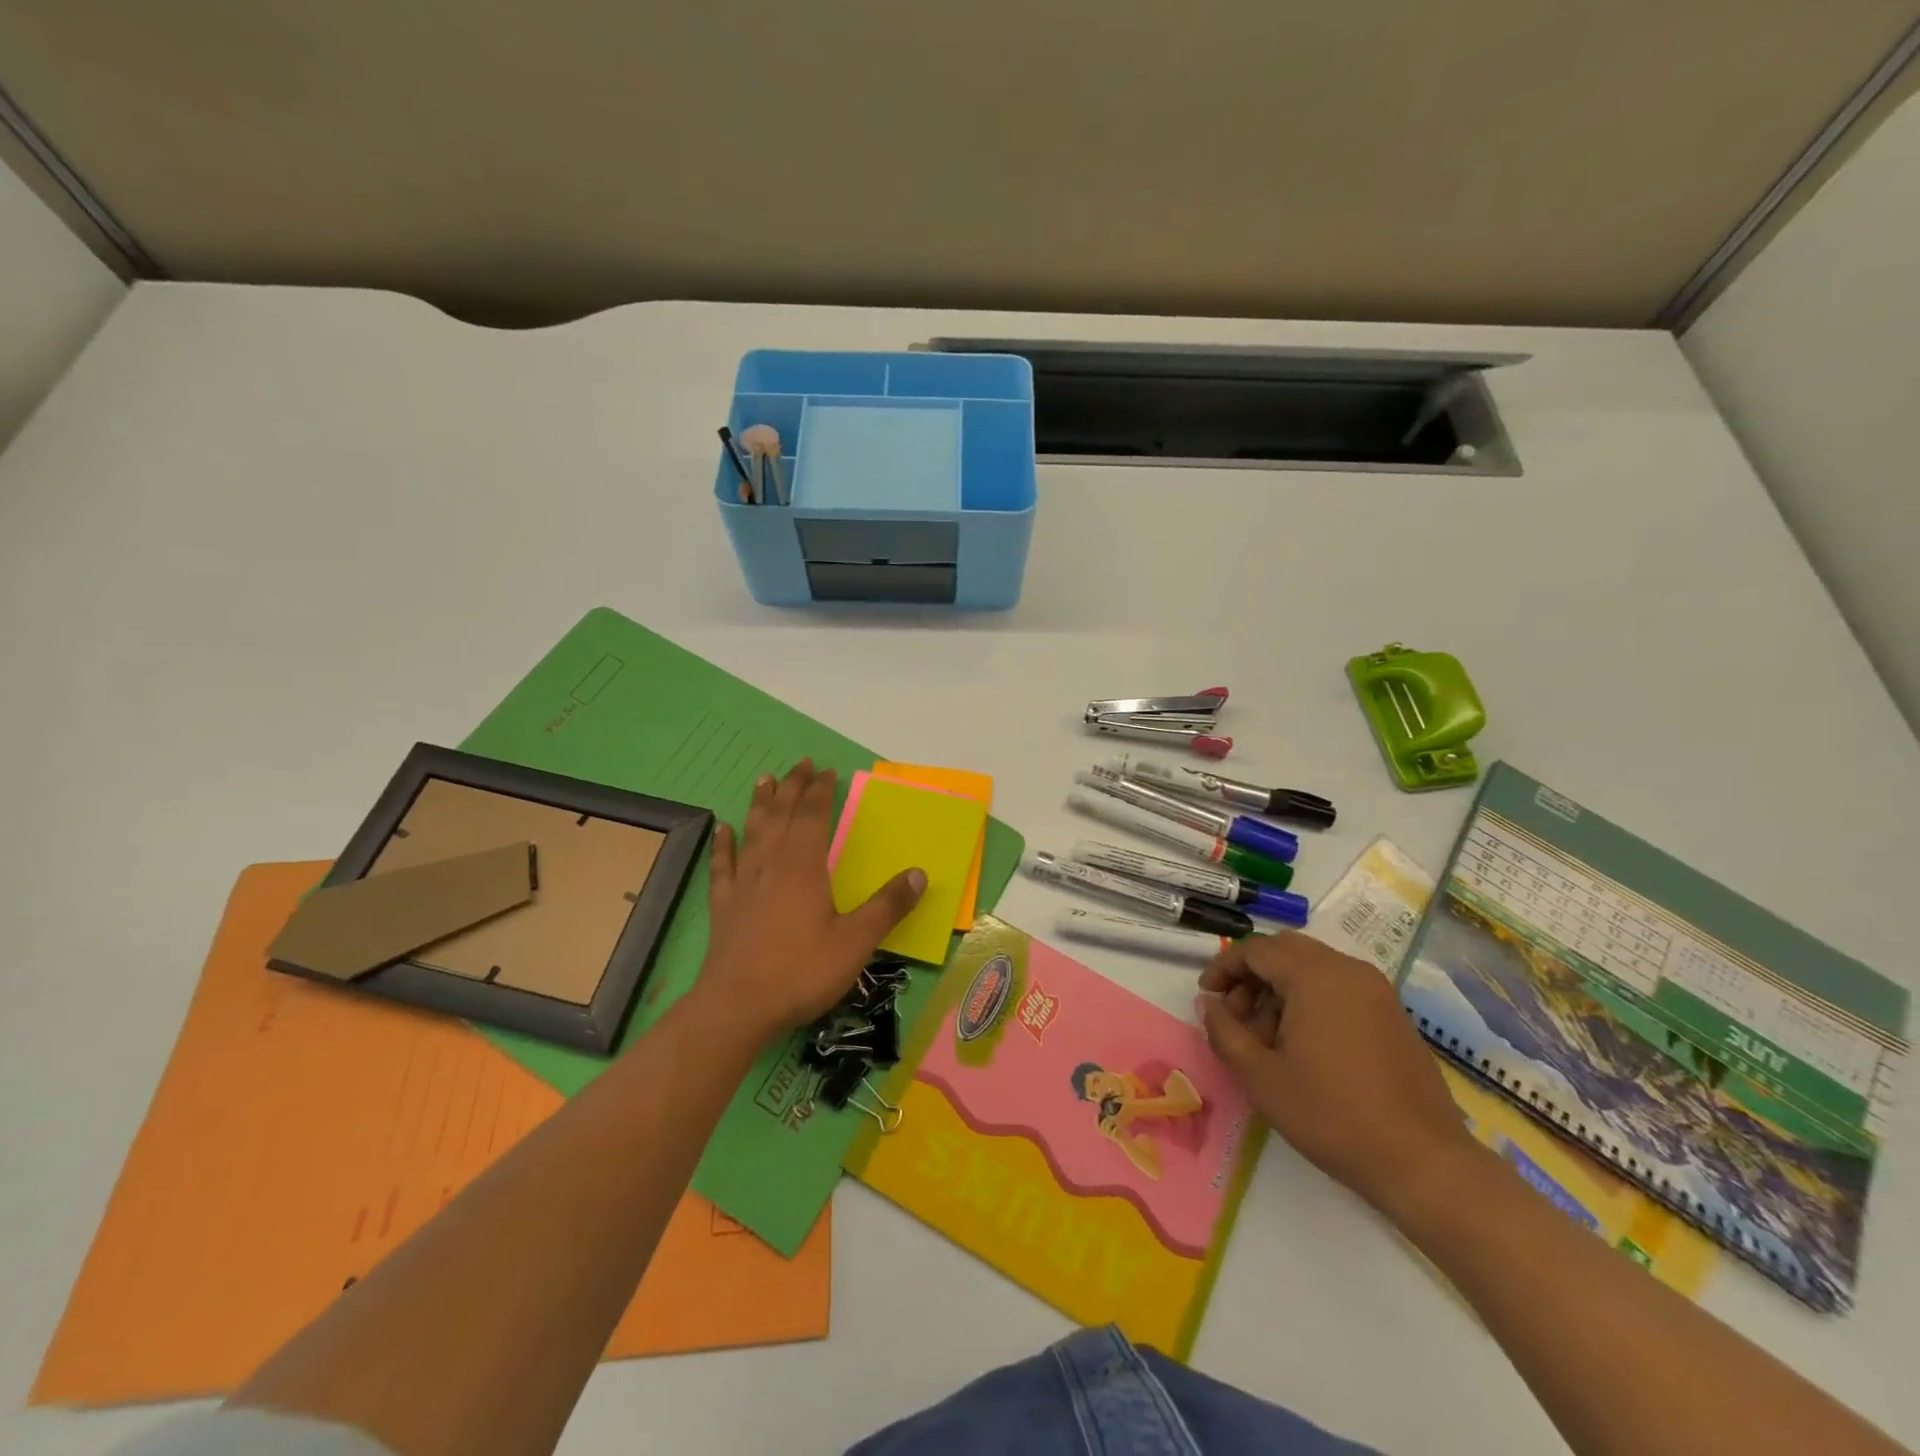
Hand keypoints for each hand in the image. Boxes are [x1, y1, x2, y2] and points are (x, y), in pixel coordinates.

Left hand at [700, 760, 924, 1044]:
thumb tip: (920, 873)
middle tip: (800, 763)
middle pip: (782, 815)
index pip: (813, 817)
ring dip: (760, 803)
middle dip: (792, 787)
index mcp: (804, 868)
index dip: (820, 791)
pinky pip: (722, 865)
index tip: (827, 771)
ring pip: (753, 831)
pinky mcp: (723, 906)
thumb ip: (888, 906)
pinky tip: (722, 828)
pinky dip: (723, 843)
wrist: (737, 1007)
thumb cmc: (801, 972)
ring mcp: (743, 884)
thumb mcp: (856, 942)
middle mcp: (771, 865)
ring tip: (764, 779)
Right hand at [1196, 932, 1475, 1213]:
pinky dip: (1311, 1000)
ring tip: (1267, 1037)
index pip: (1256, 950)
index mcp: (1314, 975)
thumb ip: (1225, 1032)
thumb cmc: (1332, 1115)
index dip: (1224, 968)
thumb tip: (1209, 1004)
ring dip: (1280, 988)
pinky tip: (1304, 1045)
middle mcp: (1347, 970)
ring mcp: (1376, 991)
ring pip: (1313, 967)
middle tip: (1234, 1013)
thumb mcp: (1261, 1077)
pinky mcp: (1393, 1014)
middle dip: (1253, 974)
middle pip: (1286, 951)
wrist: (1423, 1162)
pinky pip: (1339, 987)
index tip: (1207, 996)